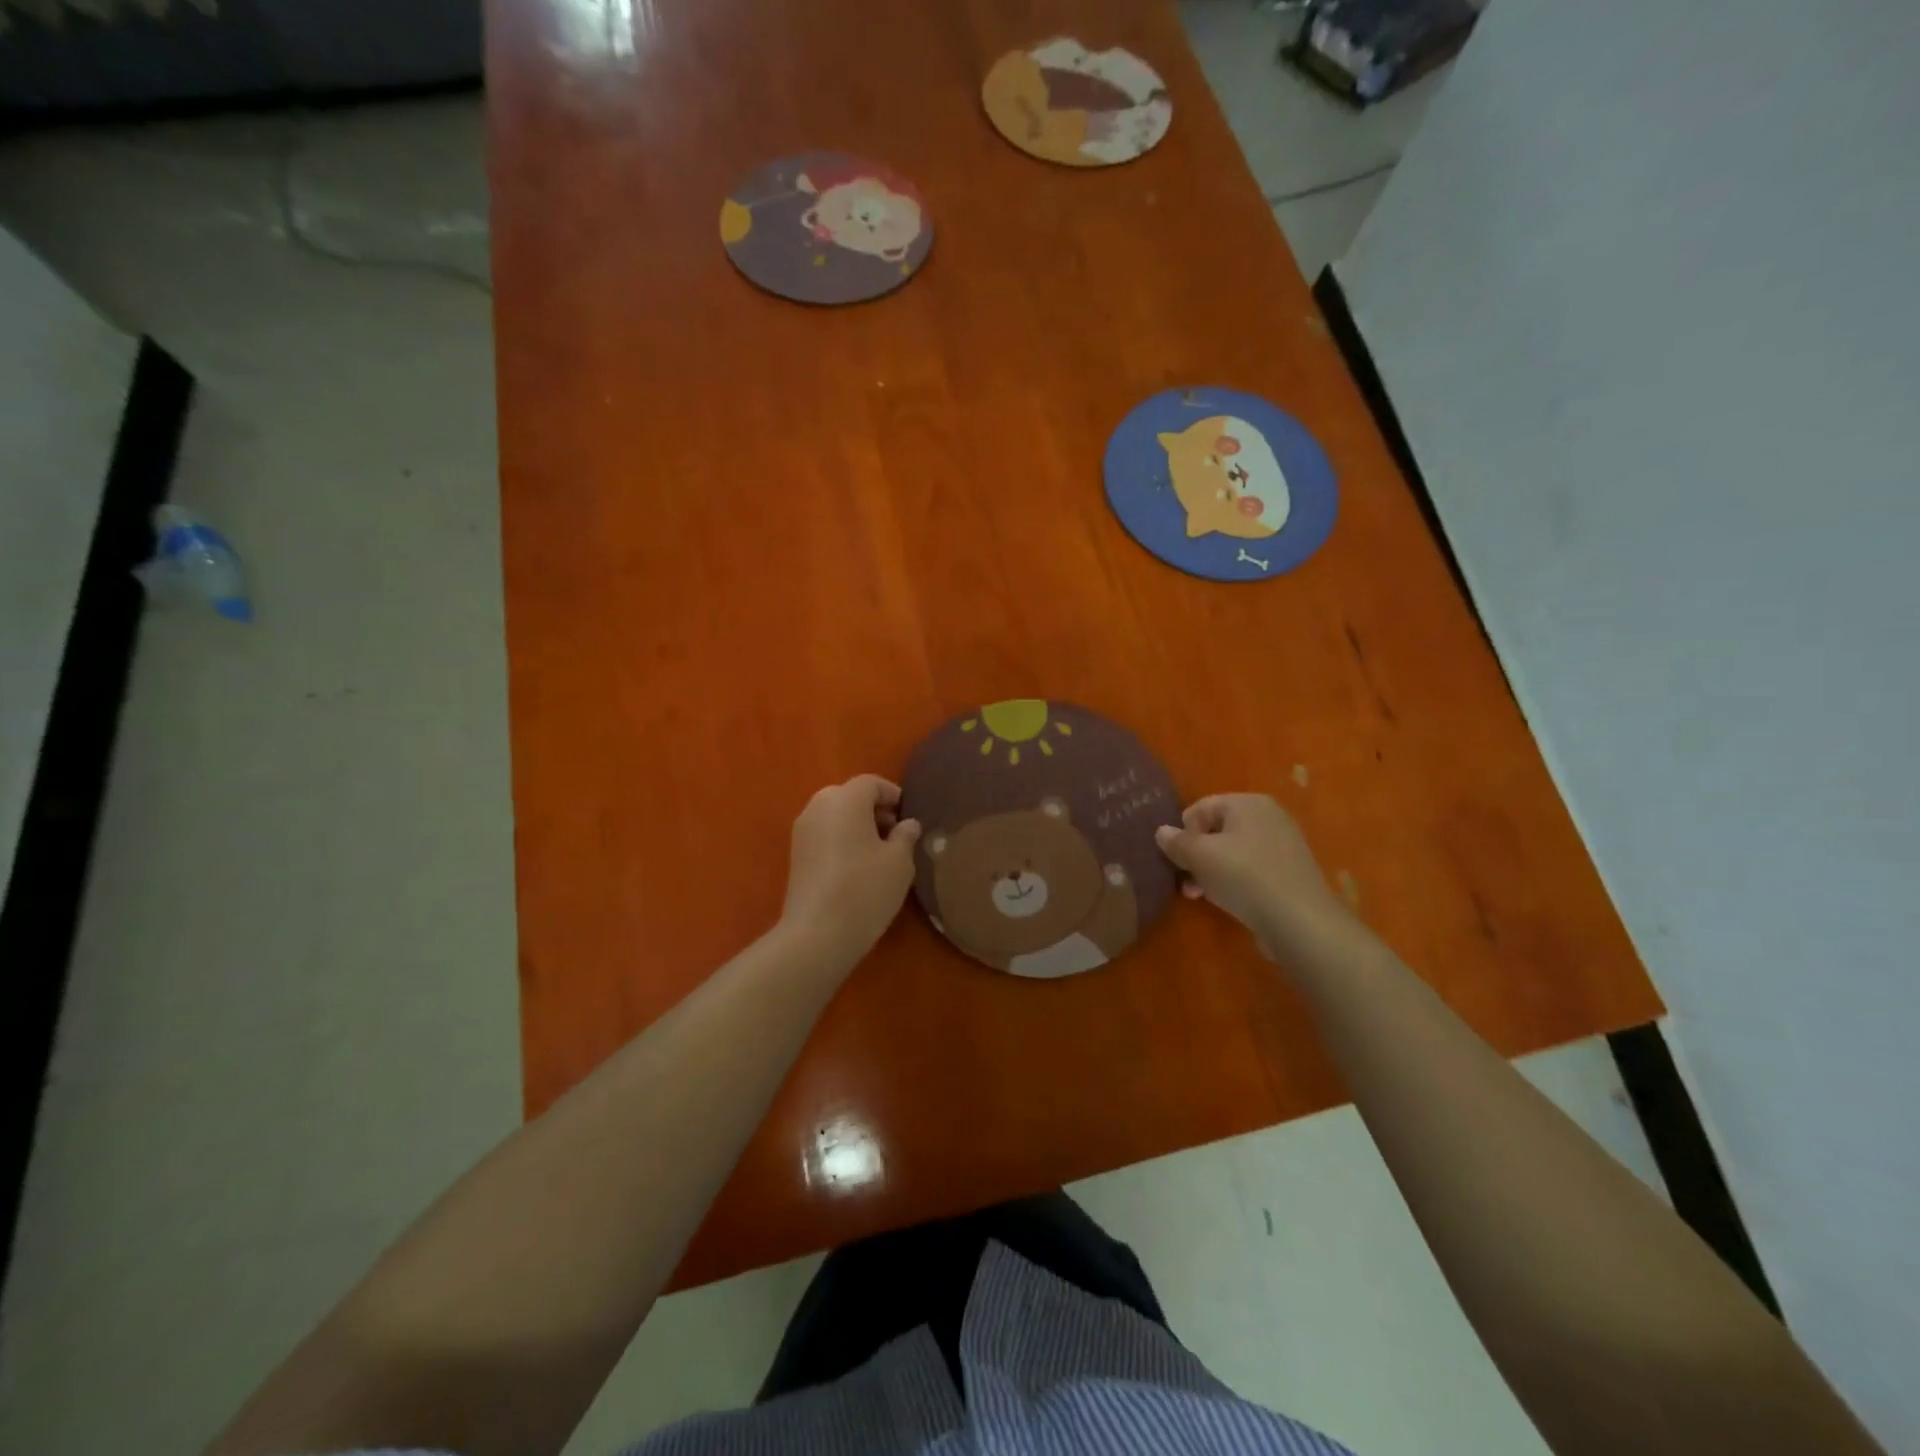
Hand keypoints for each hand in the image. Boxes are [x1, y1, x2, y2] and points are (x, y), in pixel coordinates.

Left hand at [779, 775, 921, 969]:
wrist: (816, 934)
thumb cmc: (865, 889)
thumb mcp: (899, 862)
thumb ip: (906, 836)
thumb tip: (907, 824)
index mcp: (845, 799)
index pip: (872, 783)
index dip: (893, 795)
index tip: (909, 817)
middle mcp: (818, 806)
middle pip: (850, 796)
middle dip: (874, 810)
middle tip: (895, 834)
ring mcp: (802, 830)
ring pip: (835, 815)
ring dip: (857, 825)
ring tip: (878, 853)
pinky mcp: (795, 855)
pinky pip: (824, 834)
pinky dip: (841, 840)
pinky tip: (857, 867)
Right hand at [1156, 794, 1353, 960]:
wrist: (1299, 921)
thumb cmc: (1244, 876)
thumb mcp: (1199, 855)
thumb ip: (1176, 841)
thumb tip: (1162, 832)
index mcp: (1248, 803)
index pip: (1201, 807)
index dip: (1183, 832)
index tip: (1178, 859)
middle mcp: (1268, 817)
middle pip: (1216, 830)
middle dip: (1195, 854)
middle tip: (1185, 880)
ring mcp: (1282, 846)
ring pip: (1232, 852)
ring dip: (1209, 871)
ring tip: (1199, 894)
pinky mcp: (1288, 874)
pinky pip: (1250, 870)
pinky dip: (1233, 881)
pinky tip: (1225, 900)